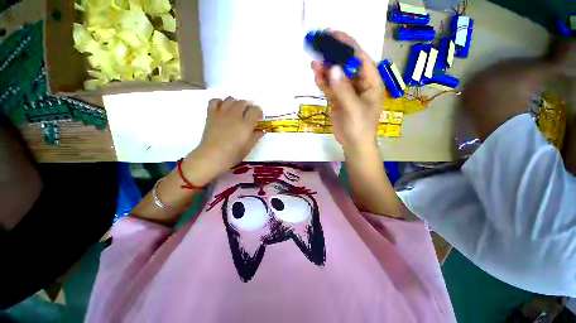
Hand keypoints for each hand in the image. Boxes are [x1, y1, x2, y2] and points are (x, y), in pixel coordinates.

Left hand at [183, 97, 263, 183]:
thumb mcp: (248, 147)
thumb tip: (261, 131)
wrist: (212, 156)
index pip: (255, 110)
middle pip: (243, 102)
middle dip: (248, 106)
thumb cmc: (233, 154)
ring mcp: (222, 113)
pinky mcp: (211, 114)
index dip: (258, 111)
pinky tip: (223, 108)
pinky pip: (215, 101)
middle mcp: (235, 115)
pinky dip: (220, 102)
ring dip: (236, 103)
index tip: (258, 117)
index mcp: (246, 124)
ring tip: (237, 110)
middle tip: (248, 114)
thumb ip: (255, 137)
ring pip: (230, 99)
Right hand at [311, 31, 383, 154]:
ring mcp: (348, 92)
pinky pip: (331, 88)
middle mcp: (360, 84)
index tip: (334, 35)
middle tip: (319, 46)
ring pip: (337, 76)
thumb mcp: (353, 108)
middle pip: (346, 65)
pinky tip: (316, 76)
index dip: (348, 46)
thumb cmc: (359, 127)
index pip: (360, 59)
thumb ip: (343, 90)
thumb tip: (333, 69)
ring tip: (314, 63)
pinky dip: (323, 82)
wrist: (353, 144)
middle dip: (334, 56)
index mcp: (371, 82)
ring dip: (326, 70)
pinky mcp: (338, 99)